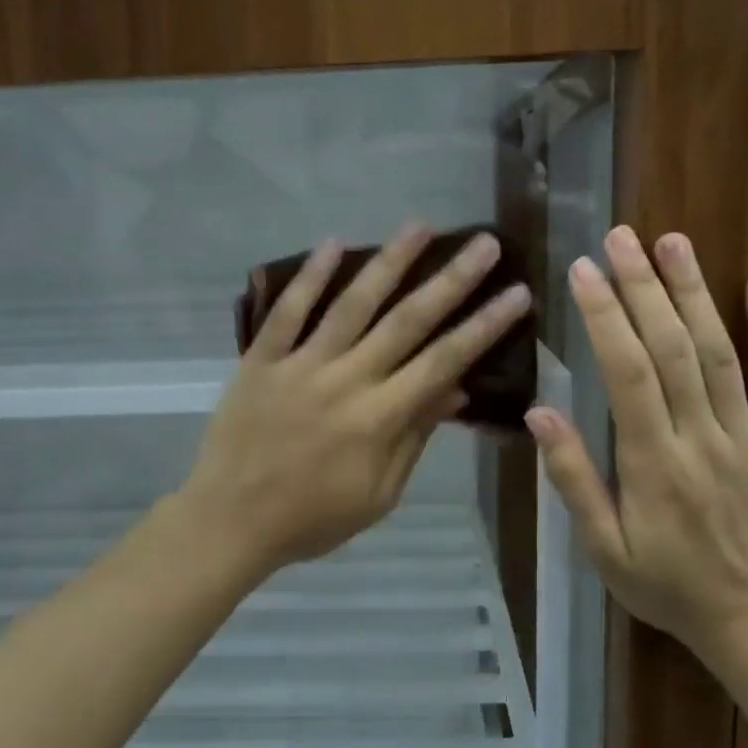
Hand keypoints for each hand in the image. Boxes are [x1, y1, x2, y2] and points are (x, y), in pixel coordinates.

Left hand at [181, 223, 532, 575]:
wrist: (231, 521)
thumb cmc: (312, 518)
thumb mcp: (378, 495)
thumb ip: (415, 437)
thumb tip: (456, 389)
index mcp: (379, 417)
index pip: (444, 361)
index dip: (484, 325)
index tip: (517, 293)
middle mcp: (346, 380)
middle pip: (407, 321)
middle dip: (452, 280)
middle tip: (484, 244)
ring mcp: (300, 364)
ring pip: (352, 304)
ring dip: (389, 262)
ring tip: (420, 227)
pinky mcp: (261, 359)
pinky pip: (287, 311)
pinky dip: (309, 276)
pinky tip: (333, 243)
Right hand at [525, 226, 747, 659]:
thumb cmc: (667, 585)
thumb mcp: (603, 548)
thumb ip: (573, 480)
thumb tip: (539, 414)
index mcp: (653, 463)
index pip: (626, 374)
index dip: (604, 317)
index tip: (583, 271)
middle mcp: (702, 438)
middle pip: (671, 349)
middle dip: (642, 288)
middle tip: (620, 237)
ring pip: (720, 353)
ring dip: (694, 293)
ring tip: (672, 242)